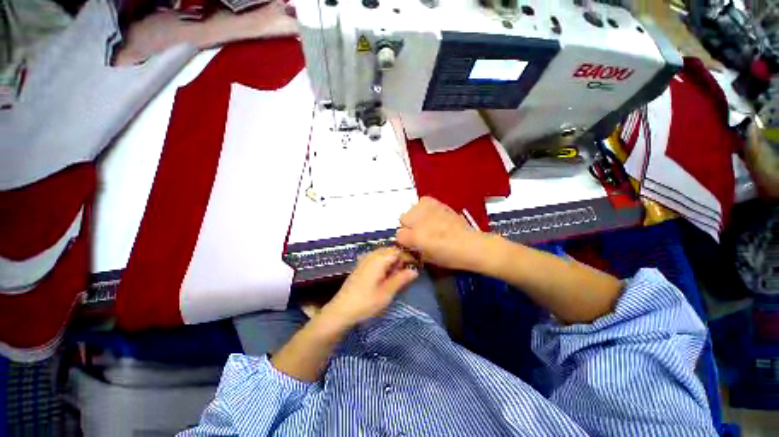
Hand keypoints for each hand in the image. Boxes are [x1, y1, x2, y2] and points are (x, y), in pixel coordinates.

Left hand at [320, 247, 417, 329]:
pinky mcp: (361, 266)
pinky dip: (384, 265)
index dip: (409, 257)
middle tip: (405, 275)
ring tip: (395, 278)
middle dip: (400, 260)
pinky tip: (384, 277)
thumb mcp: (387, 293)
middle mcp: (371, 255)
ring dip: (392, 263)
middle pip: (391, 251)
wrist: (341, 311)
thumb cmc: (366, 302)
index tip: (416, 267)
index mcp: (379, 259)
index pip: (398, 250)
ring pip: (384, 255)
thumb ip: (401, 279)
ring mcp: (365, 259)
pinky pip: (377, 259)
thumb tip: (414, 270)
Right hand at [396, 197, 485, 270]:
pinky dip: (424, 208)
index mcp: (415, 237)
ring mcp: (427, 209)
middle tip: (421, 233)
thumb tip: (408, 244)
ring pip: (411, 210)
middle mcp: (418, 220)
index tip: (412, 243)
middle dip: (409, 227)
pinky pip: (422, 201)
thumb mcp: (426, 258)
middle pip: (403, 219)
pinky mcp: (437, 203)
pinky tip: (432, 215)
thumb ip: (413, 250)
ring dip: (416, 217)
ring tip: (428, 223)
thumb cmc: (449, 257)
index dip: (405, 241)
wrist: (470, 244)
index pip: (398, 235)